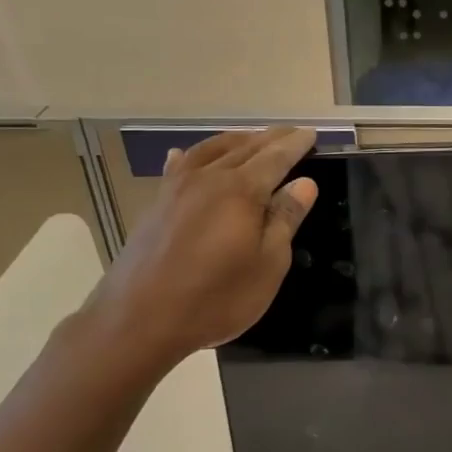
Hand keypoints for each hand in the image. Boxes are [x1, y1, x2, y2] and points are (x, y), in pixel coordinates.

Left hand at [78, 126, 318, 381]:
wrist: (140, 319)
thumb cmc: (216, 297)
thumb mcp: (268, 264)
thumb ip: (285, 219)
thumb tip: (304, 183)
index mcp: (241, 191)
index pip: (275, 158)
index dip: (295, 145)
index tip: (311, 134)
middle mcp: (208, 178)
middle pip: (244, 148)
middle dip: (270, 138)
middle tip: (290, 132)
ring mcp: (177, 189)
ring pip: (210, 150)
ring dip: (235, 140)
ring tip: (251, 138)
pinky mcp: (156, 205)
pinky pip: (179, 167)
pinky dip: (191, 156)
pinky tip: (185, 154)